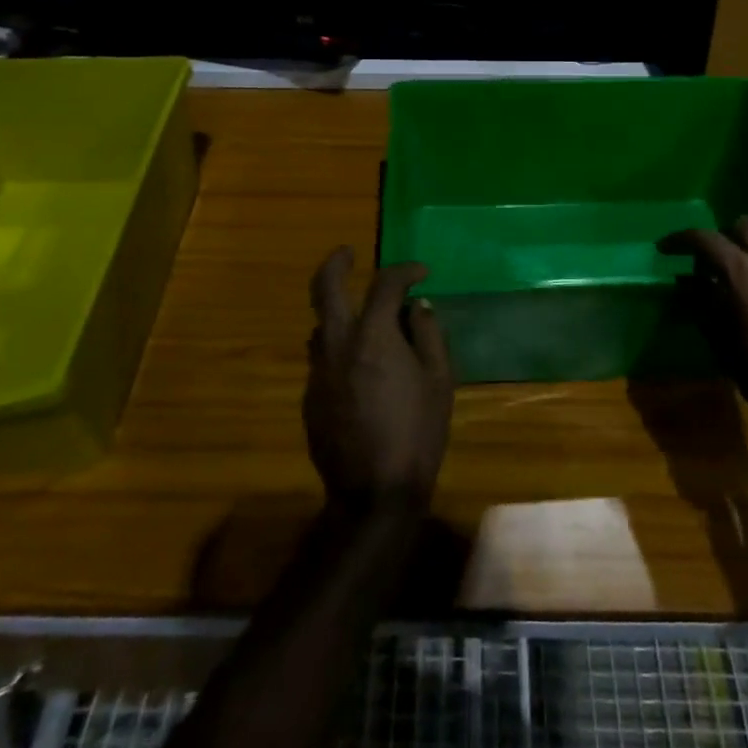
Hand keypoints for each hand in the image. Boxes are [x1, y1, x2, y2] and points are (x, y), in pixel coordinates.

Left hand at [304, 247, 452, 506]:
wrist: (373, 494)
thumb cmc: (417, 433)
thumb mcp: (438, 381)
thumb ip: (428, 334)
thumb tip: (418, 306)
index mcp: (373, 336)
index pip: (385, 284)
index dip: (405, 271)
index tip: (421, 273)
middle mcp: (337, 345)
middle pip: (325, 288)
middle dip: (336, 263)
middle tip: (348, 253)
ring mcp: (318, 371)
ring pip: (320, 325)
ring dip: (337, 311)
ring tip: (364, 321)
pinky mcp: (309, 397)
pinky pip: (322, 358)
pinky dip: (339, 348)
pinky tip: (360, 369)